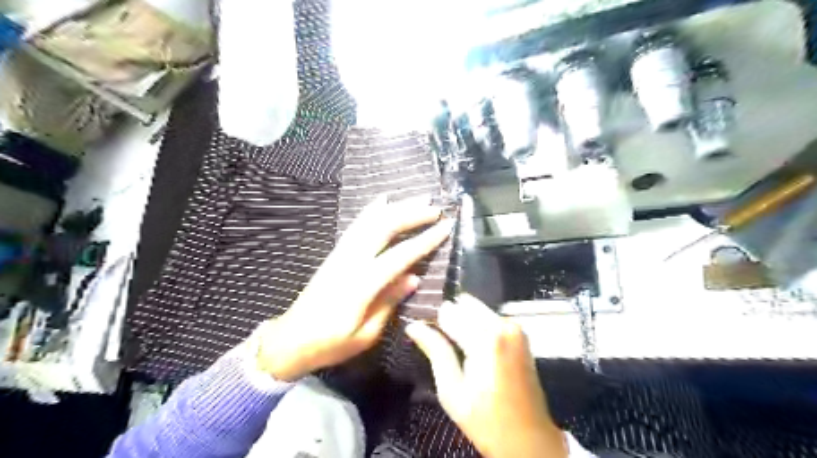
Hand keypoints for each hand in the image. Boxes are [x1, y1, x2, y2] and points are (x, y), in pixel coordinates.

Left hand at [257, 194, 453, 380]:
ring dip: (395, 208)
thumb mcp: (366, 334)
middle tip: (435, 208)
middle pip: (384, 228)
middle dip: (412, 214)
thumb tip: (414, 278)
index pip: (400, 255)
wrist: (291, 339)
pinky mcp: (335, 253)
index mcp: (361, 285)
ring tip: (417, 198)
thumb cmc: (331, 343)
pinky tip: (382, 201)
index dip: (425, 240)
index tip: (446, 226)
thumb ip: (389, 302)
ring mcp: (340, 254)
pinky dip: (371, 211)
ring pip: (370, 222)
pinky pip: (355, 226)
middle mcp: (350, 262)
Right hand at [405, 295, 566, 456]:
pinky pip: (490, 317)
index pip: (449, 311)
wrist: (529, 439)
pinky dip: (477, 325)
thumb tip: (413, 325)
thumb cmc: (486, 420)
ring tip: (456, 348)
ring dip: (464, 321)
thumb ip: (435, 351)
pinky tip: (472, 348)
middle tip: (441, 344)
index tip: (427, 336)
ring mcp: (515, 327)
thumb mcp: (452, 390)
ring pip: (477, 309)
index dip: (434, 323)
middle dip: (450, 319)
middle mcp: (503, 324)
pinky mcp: (520, 334)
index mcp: (486, 338)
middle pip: (465, 304)